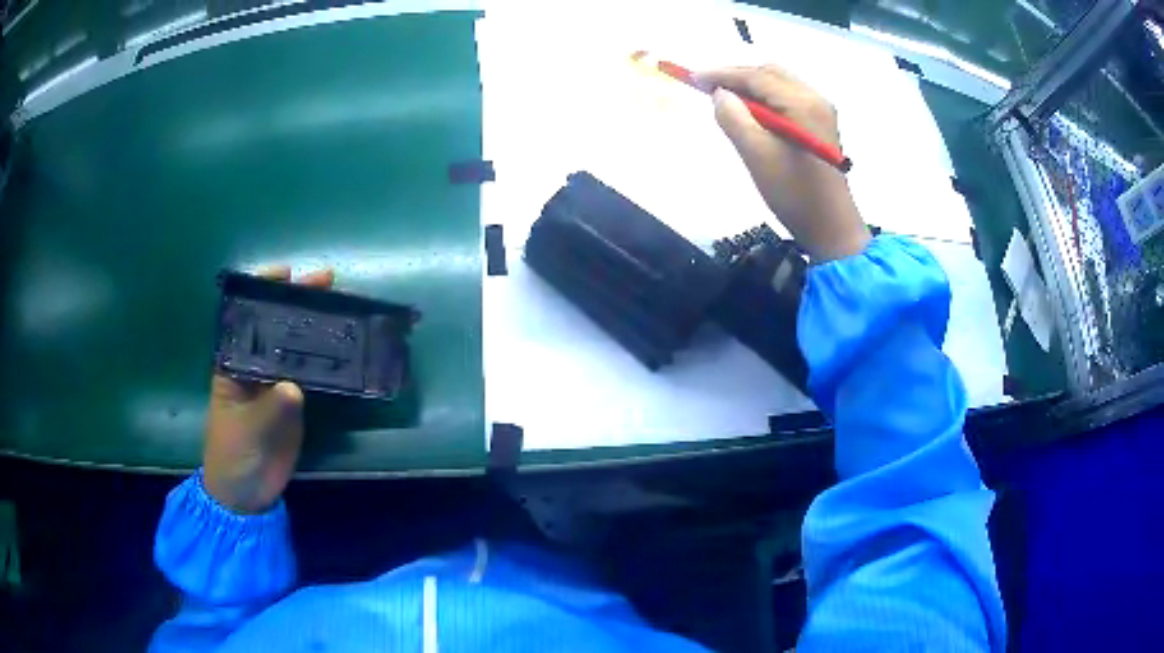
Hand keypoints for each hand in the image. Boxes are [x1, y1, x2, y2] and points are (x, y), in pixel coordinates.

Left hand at [202, 266, 334, 513]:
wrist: (246, 495)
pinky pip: (311, 374)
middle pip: (275, 325)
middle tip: (326, 280)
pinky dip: (327, 359)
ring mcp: (276, 383)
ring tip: (341, 303)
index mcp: (232, 364)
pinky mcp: (294, 402)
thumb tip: (295, 386)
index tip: (285, 273)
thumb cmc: (232, 456)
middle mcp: (254, 366)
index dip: (262, 291)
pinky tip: (345, 346)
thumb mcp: (246, 432)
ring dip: (315, 325)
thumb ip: (269, 409)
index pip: (246, 319)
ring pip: (295, 345)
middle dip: (297, 300)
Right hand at [698, 65, 869, 261]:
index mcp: (802, 103)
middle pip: (770, 73)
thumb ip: (733, 118)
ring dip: (750, 87)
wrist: (831, 229)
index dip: (722, 74)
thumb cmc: (795, 194)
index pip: (756, 76)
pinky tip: (751, 114)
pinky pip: (787, 99)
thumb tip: (720, 94)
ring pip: (779, 84)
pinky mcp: (819, 126)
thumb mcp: (757, 156)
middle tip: (707, 88)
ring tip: (725, 101)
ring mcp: (821, 112)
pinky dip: (765, 99)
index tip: (693, 78)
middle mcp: (815, 99)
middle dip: (737, 76)